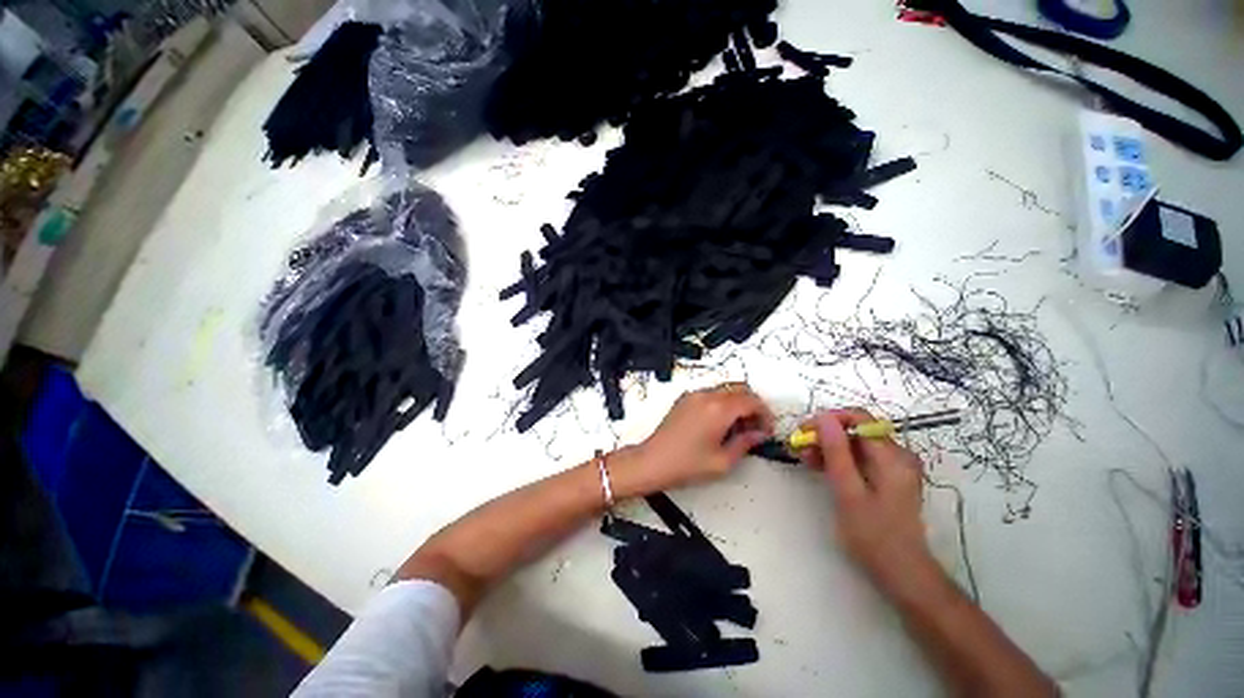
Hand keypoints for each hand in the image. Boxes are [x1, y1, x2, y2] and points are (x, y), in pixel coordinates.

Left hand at [610, 383, 774, 497]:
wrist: (652, 461)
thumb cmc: (685, 464)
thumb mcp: (722, 461)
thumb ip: (745, 443)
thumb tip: (759, 434)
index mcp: (718, 409)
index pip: (752, 401)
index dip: (765, 414)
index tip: (767, 430)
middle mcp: (706, 396)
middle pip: (740, 388)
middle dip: (753, 405)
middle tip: (755, 428)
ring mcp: (693, 395)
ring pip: (725, 389)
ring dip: (738, 403)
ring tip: (738, 428)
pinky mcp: (685, 399)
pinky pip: (711, 393)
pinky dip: (722, 402)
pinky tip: (721, 423)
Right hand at [800, 409, 934, 593]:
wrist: (901, 572)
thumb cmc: (873, 535)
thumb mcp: (849, 492)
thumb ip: (836, 452)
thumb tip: (823, 417)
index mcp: (892, 456)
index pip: (858, 418)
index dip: (828, 420)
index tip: (804, 432)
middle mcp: (896, 455)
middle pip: (855, 430)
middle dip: (825, 435)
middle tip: (799, 448)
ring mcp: (893, 466)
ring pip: (854, 443)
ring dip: (828, 447)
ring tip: (805, 458)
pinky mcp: (886, 477)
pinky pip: (859, 457)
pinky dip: (838, 459)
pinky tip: (819, 466)